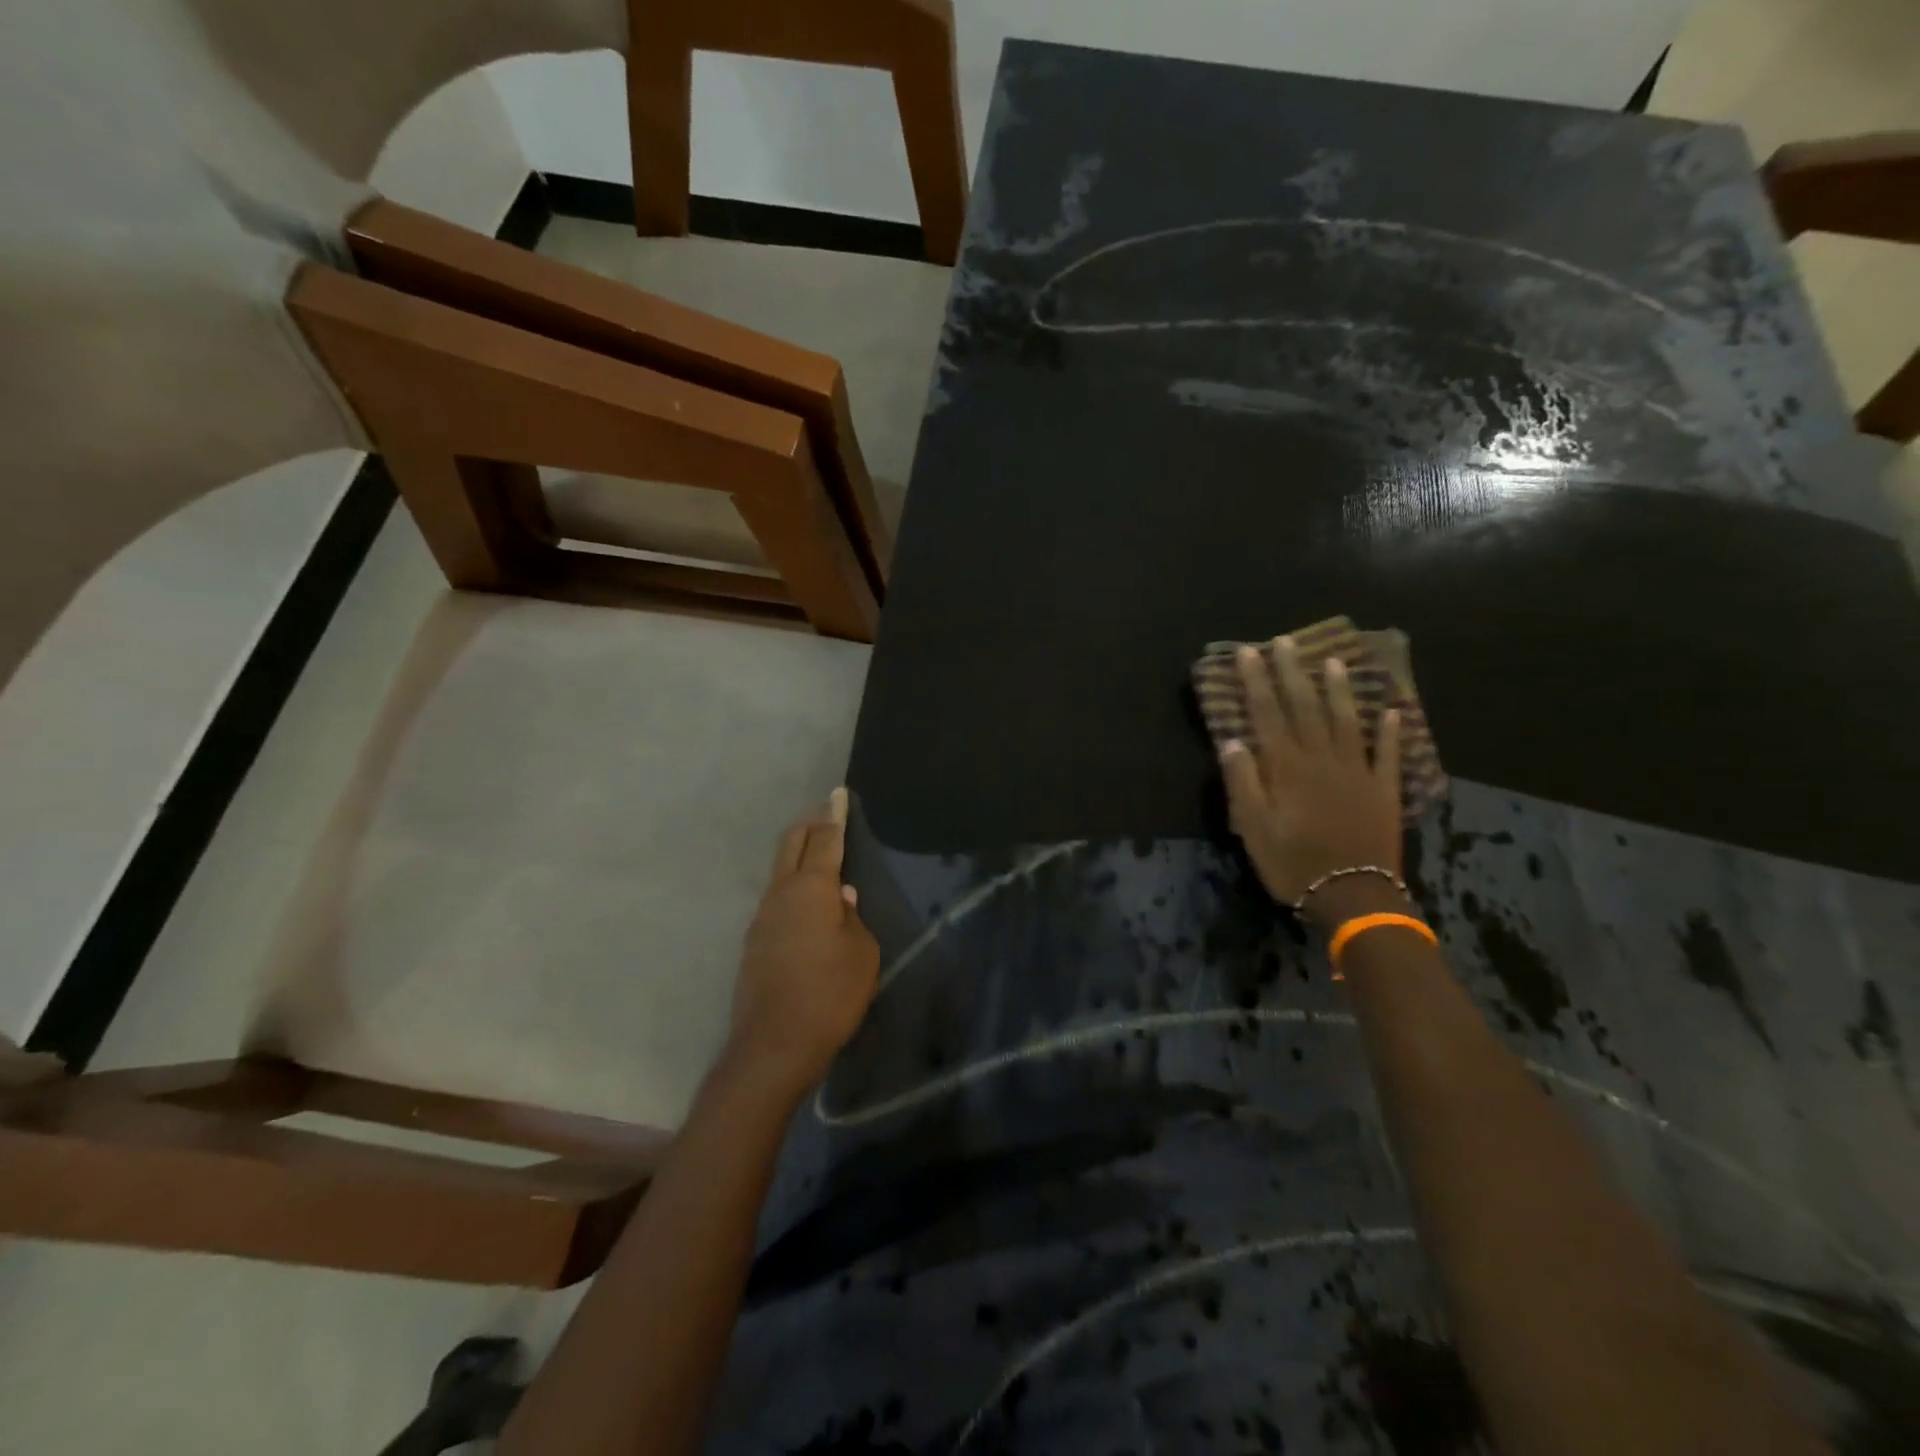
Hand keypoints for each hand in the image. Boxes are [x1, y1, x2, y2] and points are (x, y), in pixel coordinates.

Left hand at [725, 789, 880, 1097]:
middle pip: (792, 845)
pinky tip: (808, 903)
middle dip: (810, 824)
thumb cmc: (830, 995)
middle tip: (826, 812)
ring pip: (780, 871)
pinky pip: (776, 899)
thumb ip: (853, 919)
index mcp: (811, 889)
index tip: (837, 793)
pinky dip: (793, 885)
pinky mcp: (754, 942)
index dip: (834, 814)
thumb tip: (841, 898)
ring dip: (799, 855)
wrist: (774, 1045)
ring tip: (819, 853)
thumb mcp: (862, 954)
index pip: (825, 839)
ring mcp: (761, 917)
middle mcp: (781, 894)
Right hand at [1221, 637, 1403, 924]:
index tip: (1249, 653)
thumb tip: (1233, 741)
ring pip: (1347, 720)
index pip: (1268, 713)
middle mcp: (1322, 758)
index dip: (1257, 681)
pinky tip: (1393, 711)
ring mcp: (1357, 771)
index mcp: (1287, 767)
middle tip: (1285, 642)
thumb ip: (1243, 782)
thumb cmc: (1292, 863)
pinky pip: (1387, 753)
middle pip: (1305, 707)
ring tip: (1334, 661)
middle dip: (1292, 672)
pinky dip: (1390, 731)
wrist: (1353, 896)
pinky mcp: (1384, 789)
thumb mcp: (1252, 827)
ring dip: (1339, 689)